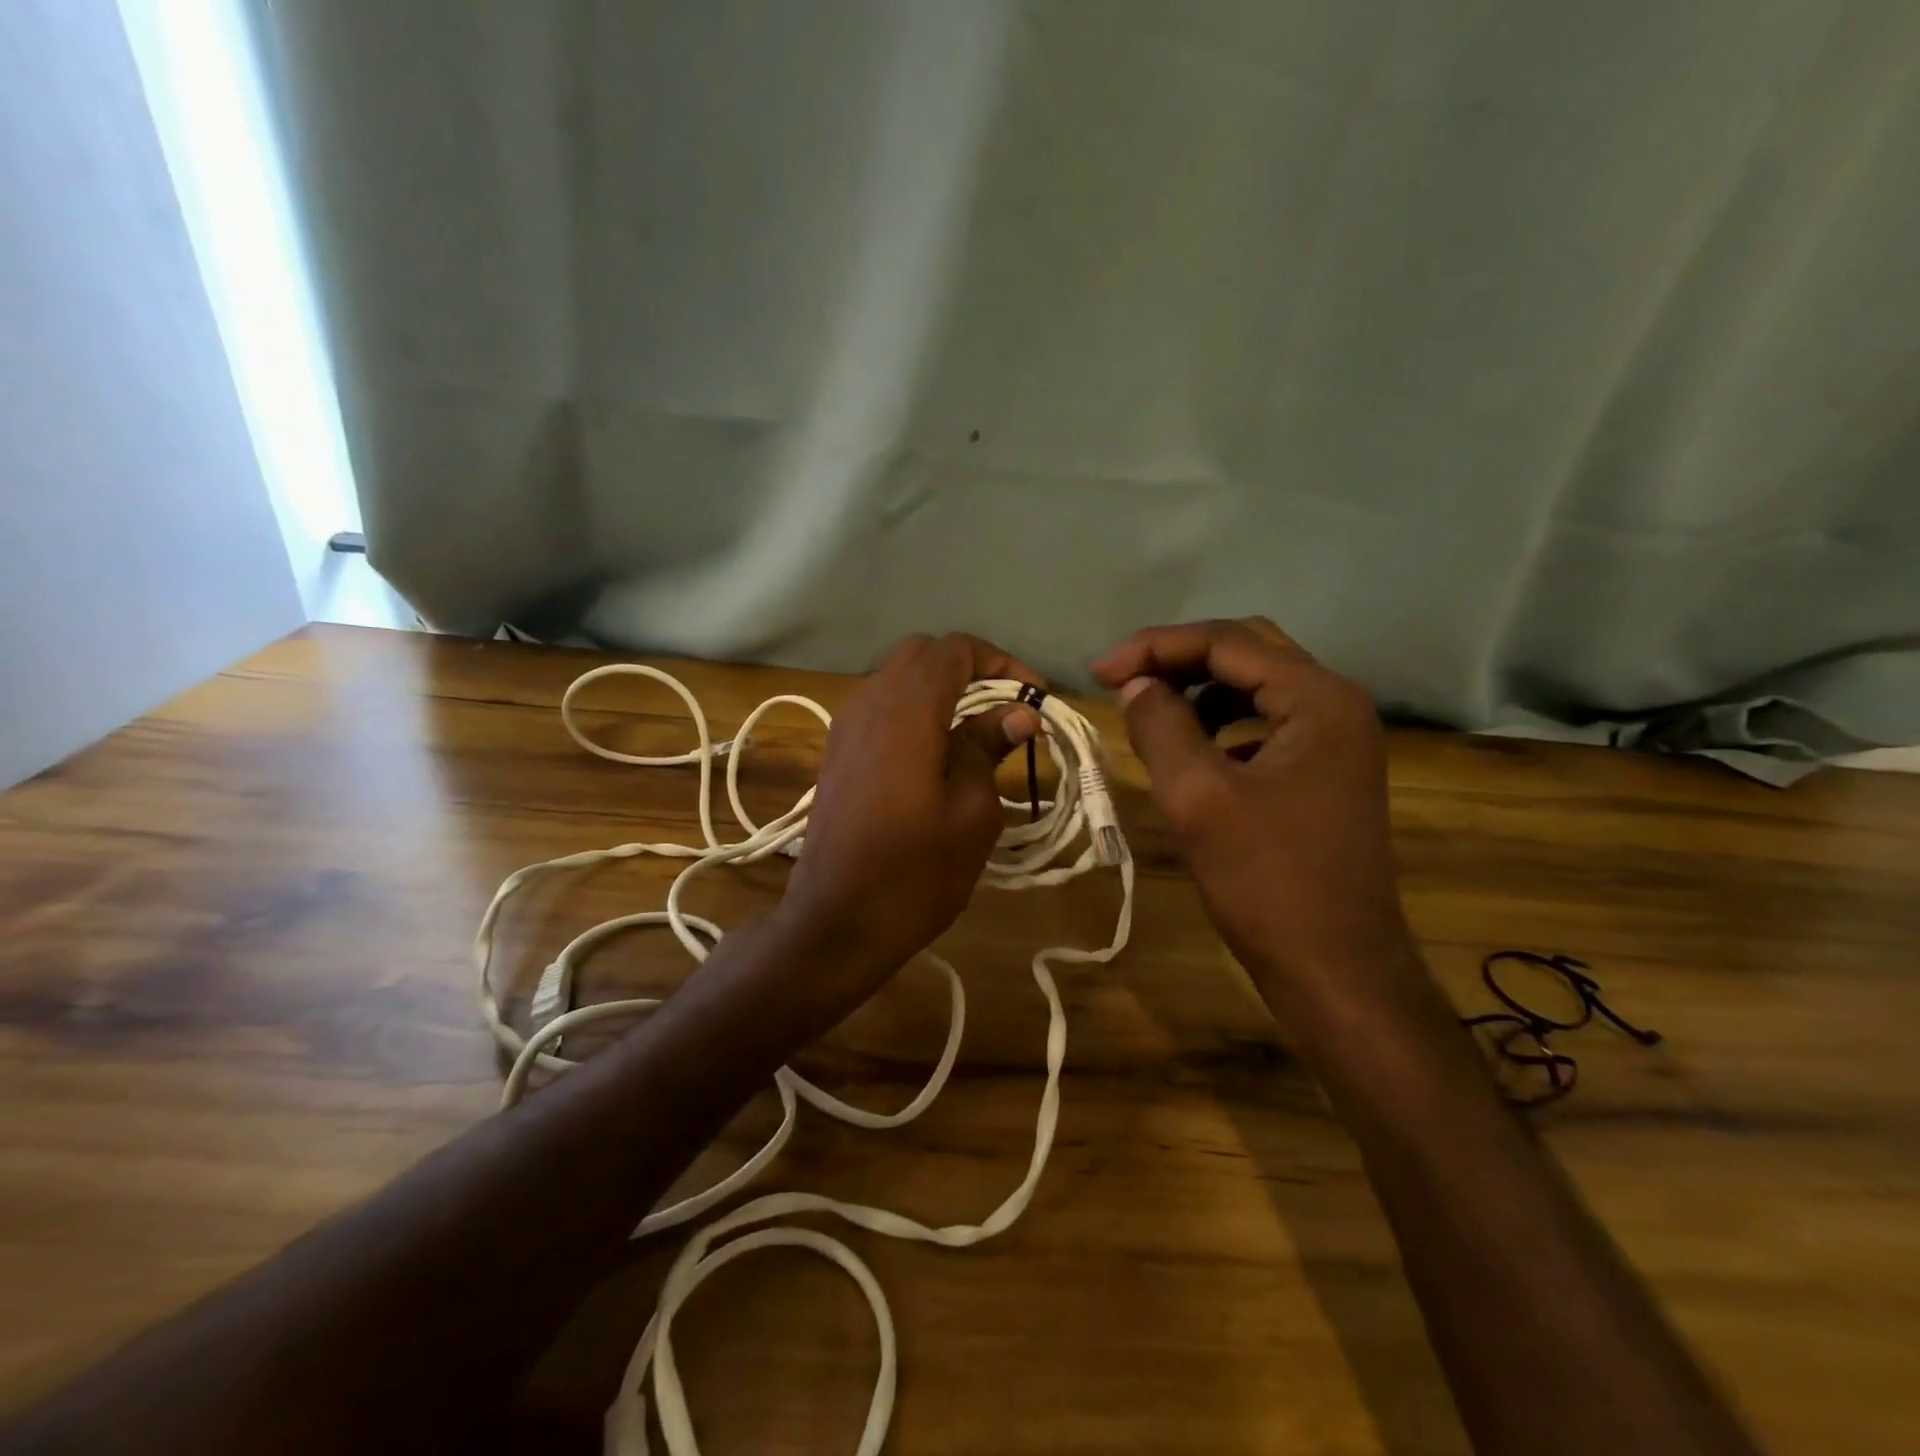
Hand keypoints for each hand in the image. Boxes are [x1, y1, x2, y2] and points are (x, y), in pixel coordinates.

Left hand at [777, 632, 1041, 993]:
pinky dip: (915, 708)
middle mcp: (868, 704)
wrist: (834, 923)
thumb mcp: (970, 814)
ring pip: (897, 676)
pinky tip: (938, 749)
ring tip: (979, 729)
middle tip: (1007, 708)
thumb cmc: (914, 876)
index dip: (1001, 663)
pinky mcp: (837, 750)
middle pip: (922, 653)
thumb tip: (1019, 712)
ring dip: (940, 688)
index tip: (1033, 699)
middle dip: (970, 668)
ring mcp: (845, 726)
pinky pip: (880, 705)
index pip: (955, 650)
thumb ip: (988, 749)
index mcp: (905, 713)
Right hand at [1091, 618, 1423, 1030]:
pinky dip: (1221, 723)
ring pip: (1256, 687)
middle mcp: (1337, 705)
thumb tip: (1136, 685)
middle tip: (1122, 682)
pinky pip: (1265, 723)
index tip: (1100, 674)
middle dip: (1178, 660)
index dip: (1156, 647)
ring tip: (1150, 713)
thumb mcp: (1198, 797)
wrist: (1336, 970)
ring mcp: (1336, 740)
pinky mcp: (1325, 771)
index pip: (1227, 642)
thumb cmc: (1268, 883)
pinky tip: (1191, 750)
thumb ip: (1161, 726)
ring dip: (1199, 690)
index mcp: (1318, 699)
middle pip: (1247, 653)